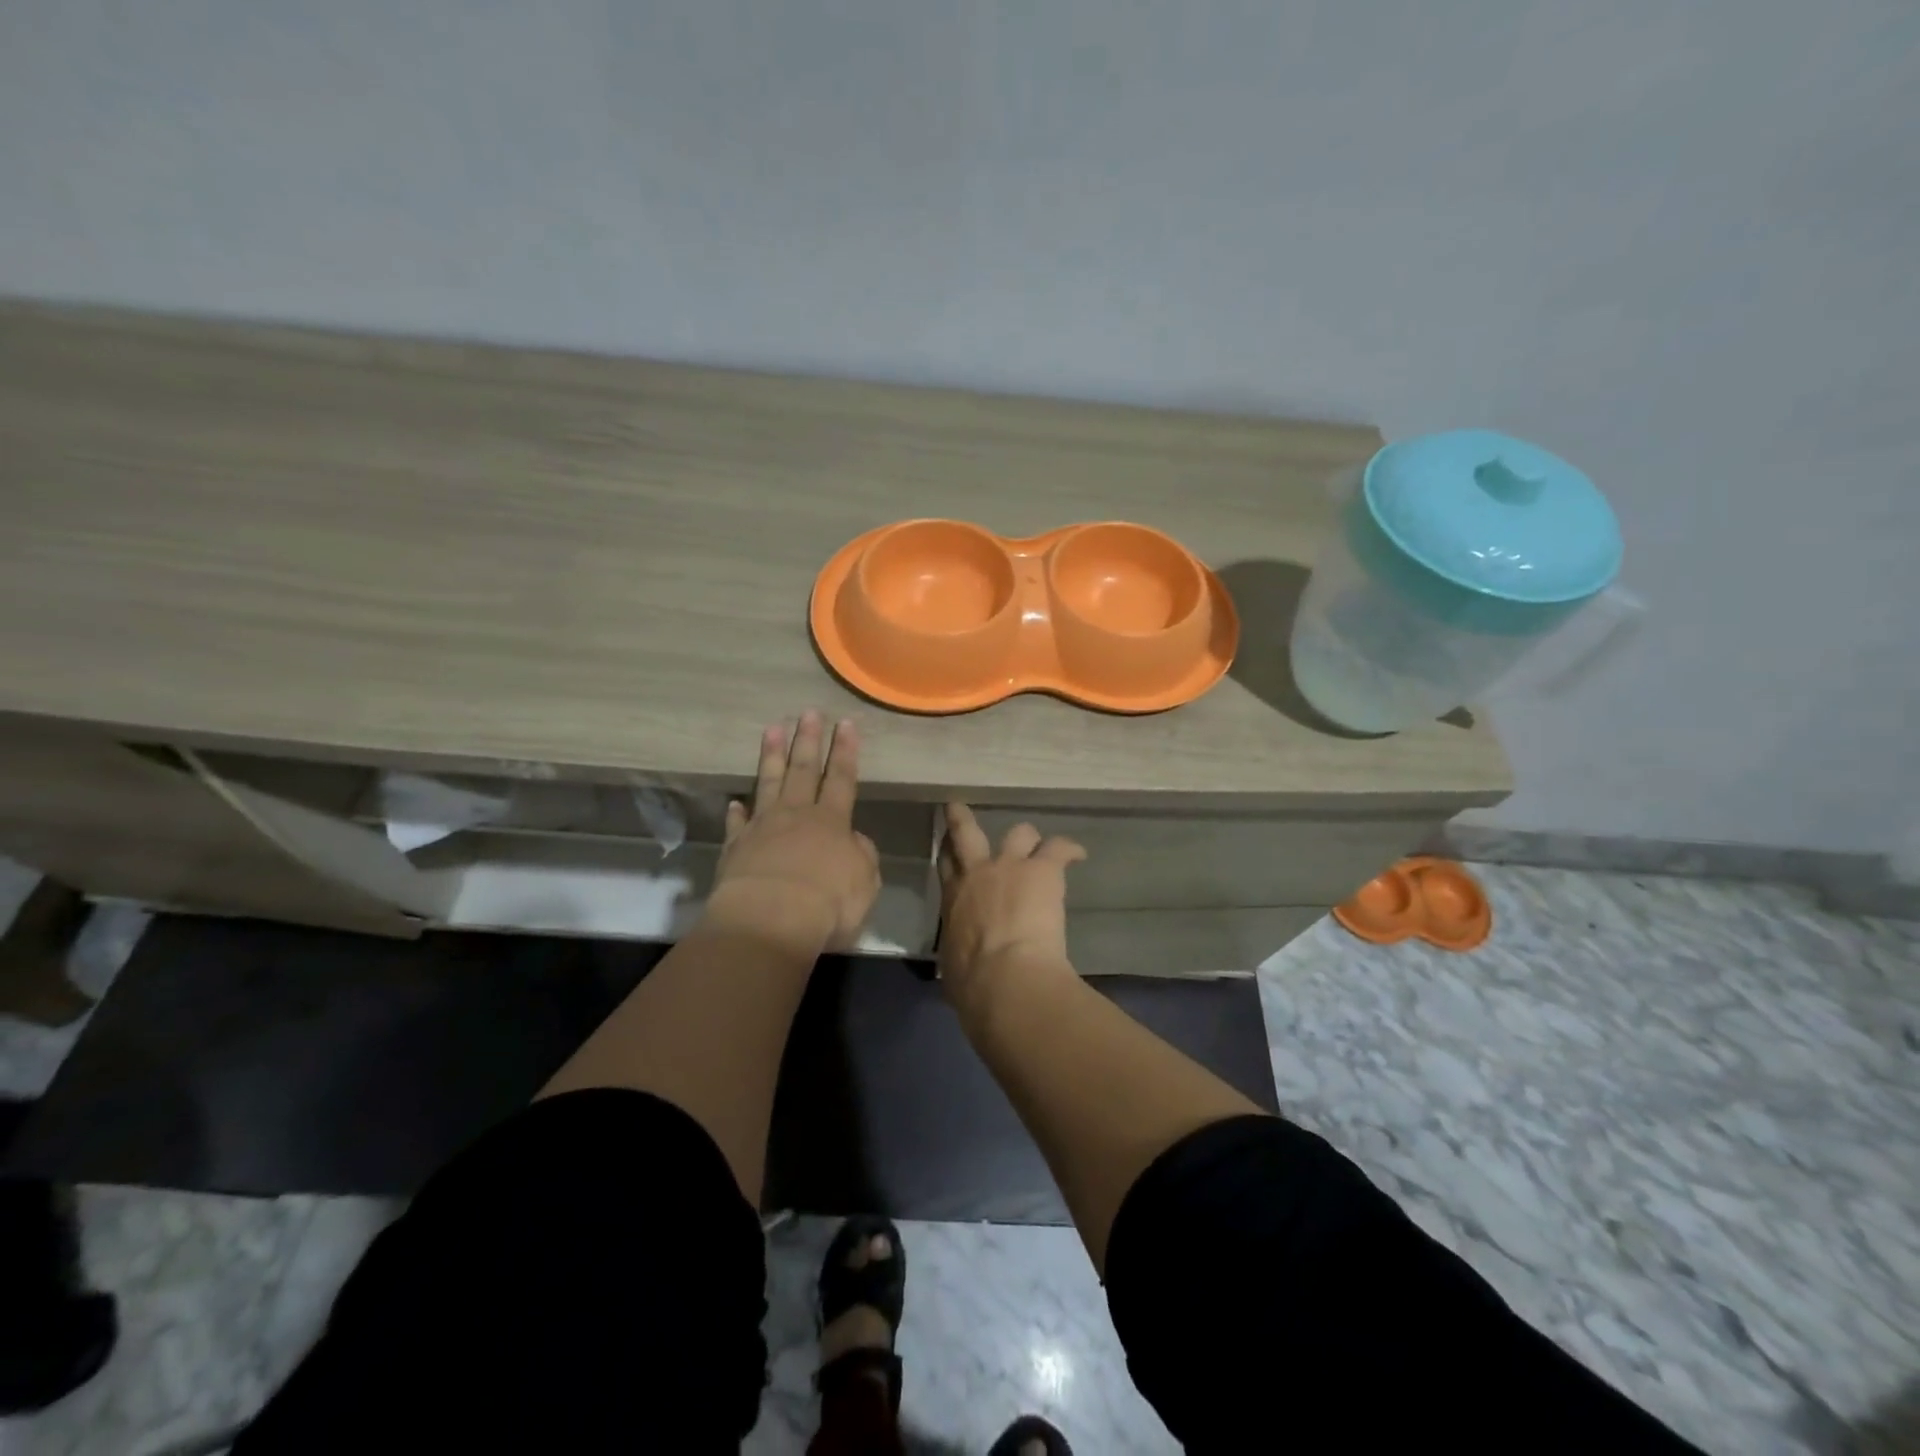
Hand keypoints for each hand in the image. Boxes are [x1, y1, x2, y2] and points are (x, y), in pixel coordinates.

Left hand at [712, 712, 880, 950]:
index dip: (845, 751)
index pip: (842, 778)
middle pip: (804, 770)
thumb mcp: (864, 882)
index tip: (846, 723)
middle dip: (808, 740)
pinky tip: (735, 801)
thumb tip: (854, 842)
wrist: (770, 919)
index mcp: (832, 822)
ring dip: (771, 756)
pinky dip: (737, 812)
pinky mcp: (735, 848)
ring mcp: (762, 828)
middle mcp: (796, 815)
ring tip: (772, 729)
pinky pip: (737, 824)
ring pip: (768, 784)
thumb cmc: (828, 902)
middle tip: (808, 713)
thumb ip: (862, 856)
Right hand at [937, 802, 1085, 1013]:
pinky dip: (1069, 849)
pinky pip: (1058, 847)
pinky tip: (1078, 854)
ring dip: (1028, 839)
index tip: (948, 844)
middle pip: (966, 833)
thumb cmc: (973, 985)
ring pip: (1018, 832)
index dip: (946, 851)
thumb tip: (964, 964)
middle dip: (962, 818)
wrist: (1005, 979)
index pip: (945, 865)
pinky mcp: (1042, 871)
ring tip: (1040, 848)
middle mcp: (977, 874)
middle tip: (959, 808)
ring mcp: (1010, 867)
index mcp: (953, 901)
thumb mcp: (953, 968)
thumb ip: (958, 954)